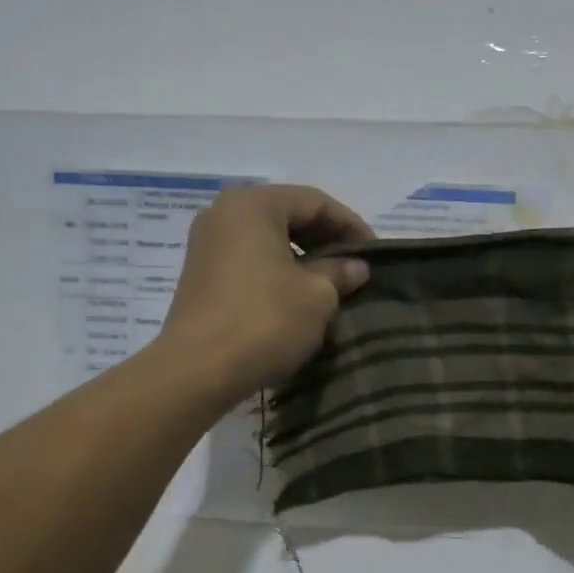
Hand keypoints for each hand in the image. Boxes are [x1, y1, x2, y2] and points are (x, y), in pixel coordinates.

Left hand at [160, 184, 373, 401]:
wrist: (198, 370)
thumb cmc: (264, 321)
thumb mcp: (317, 296)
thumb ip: (339, 272)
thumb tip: (355, 267)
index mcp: (253, 205)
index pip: (314, 202)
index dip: (350, 225)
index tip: (375, 254)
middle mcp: (223, 213)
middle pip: (287, 216)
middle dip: (325, 240)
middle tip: (354, 267)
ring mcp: (207, 244)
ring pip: (267, 240)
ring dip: (302, 258)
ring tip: (330, 284)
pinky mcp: (200, 275)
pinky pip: (249, 261)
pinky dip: (277, 271)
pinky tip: (296, 297)